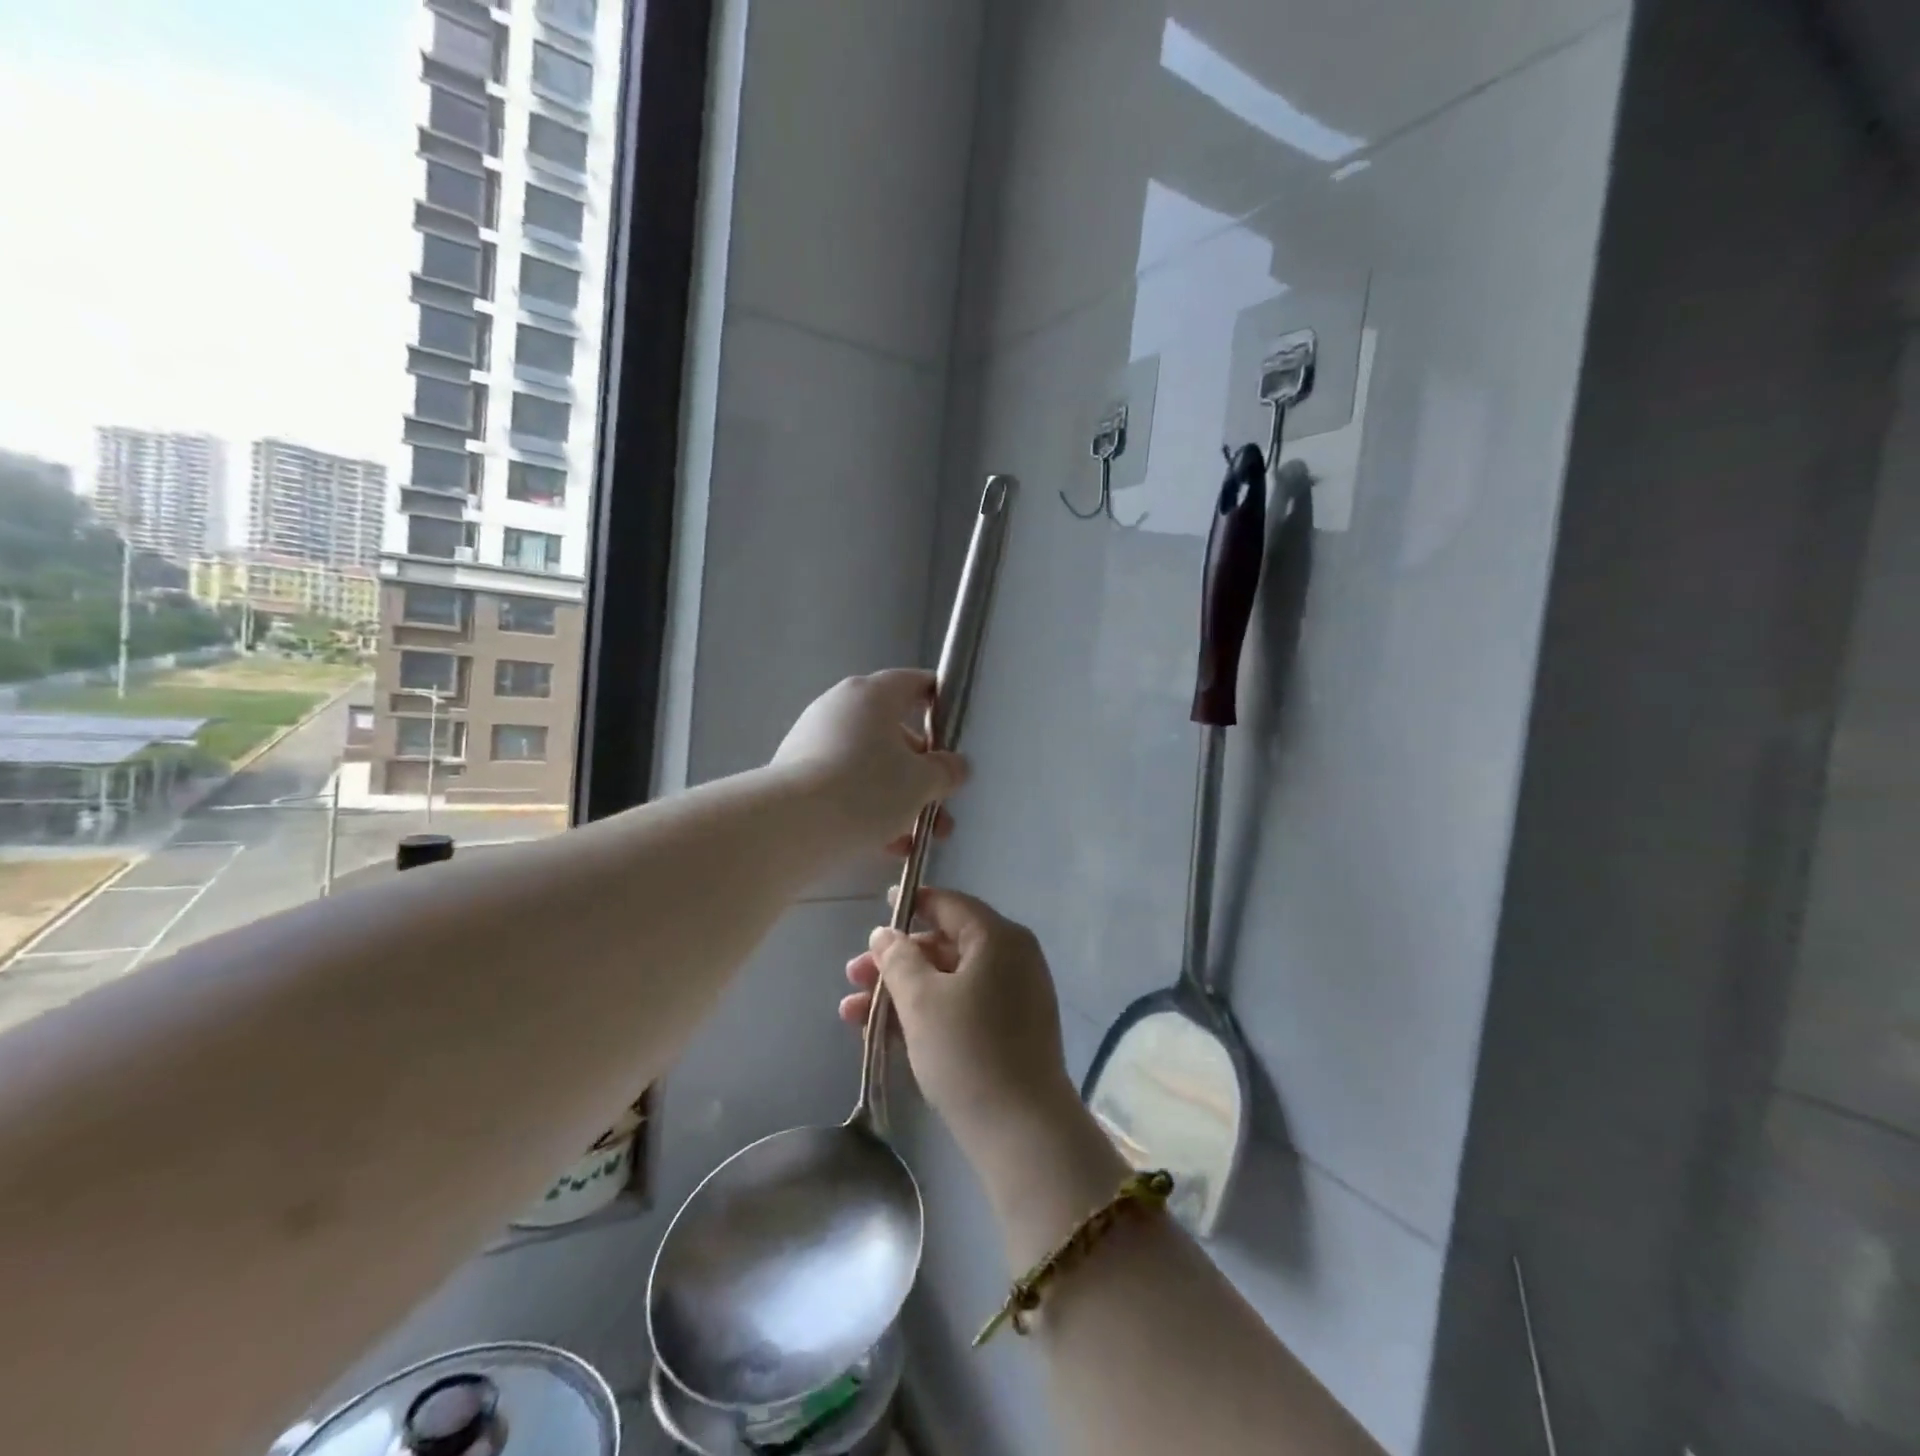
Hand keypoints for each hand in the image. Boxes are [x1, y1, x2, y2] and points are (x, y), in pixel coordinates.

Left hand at [771, 670, 967, 854]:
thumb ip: (945, 771)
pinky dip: (867, 807)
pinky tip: (885, 845)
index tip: (955, 728)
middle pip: (894, 732)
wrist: (791, 826)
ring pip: (870, 764)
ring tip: (917, 837)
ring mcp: (814, 739)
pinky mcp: (796, 773)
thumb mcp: (921, 782)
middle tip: (941, 804)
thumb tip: (955, 765)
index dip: (939, 701)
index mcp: (872, 695)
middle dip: (922, 772)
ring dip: (898, 797)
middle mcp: (840, 708)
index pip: (914, 683)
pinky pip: (844, 784)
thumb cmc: (867, 789)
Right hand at [841, 887, 1076, 1146]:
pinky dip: (926, 1013)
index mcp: (998, 938)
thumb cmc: (968, 1051)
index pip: (950, 905)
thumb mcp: (922, 1001)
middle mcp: (1012, 958)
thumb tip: (885, 933)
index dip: (912, 903)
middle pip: (945, 945)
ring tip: (852, 1014)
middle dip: (895, 961)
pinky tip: (883, 1034)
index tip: (879, 907)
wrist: (1022, 1131)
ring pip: (948, 980)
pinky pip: (962, 1006)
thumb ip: (898, 959)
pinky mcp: (1010, 1031)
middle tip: (852, 977)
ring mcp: (1014, 996)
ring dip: (901, 992)